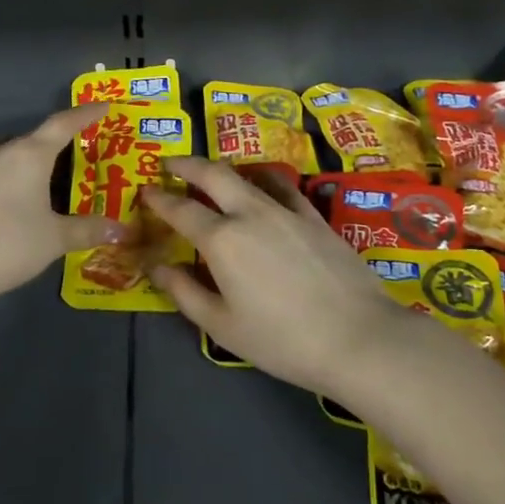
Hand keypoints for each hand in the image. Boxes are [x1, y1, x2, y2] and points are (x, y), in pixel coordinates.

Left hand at [0, 103, 127, 303]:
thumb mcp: (55, 239)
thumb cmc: (9, 244)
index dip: (85, 114)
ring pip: (0, 151)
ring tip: (30, 175)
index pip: (63, 124)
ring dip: (17, 156)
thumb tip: (120, 230)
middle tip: (68, 157)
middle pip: (31, 138)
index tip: (103, 106)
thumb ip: (88, 231)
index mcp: (30, 155)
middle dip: (51, 143)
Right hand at [140, 158, 403, 394]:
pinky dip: (263, 178)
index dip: (159, 199)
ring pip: (247, 175)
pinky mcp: (314, 217)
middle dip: (187, 164)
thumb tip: (157, 267)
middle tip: (170, 163)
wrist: (358, 338)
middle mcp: (250, 213)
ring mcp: (285, 210)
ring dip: (222, 169)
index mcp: (221, 239)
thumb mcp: (222, 326)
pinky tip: (262, 185)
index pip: (180, 209)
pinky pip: (282, 186)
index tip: (146, 191)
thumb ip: (185, 292)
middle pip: (213, 174)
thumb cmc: (282, 340)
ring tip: (211, 174)